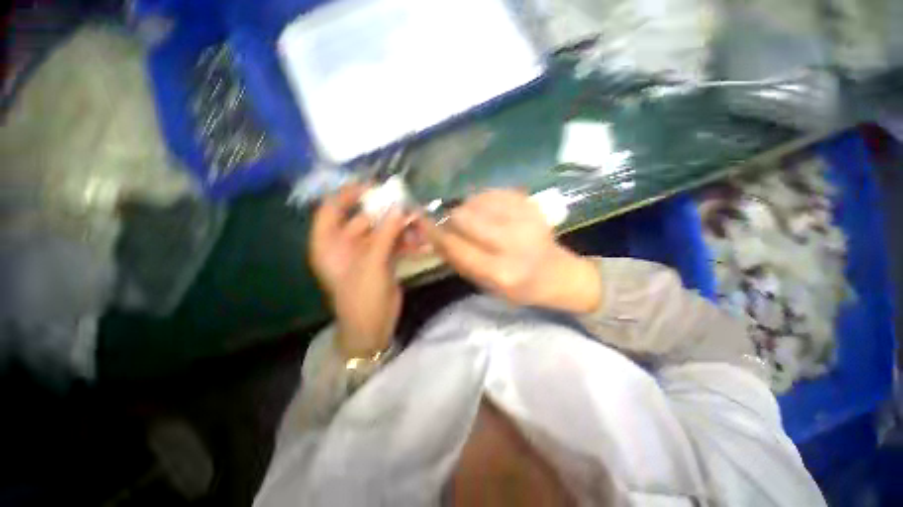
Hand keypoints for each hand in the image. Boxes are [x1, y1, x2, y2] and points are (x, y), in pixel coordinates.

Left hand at [309, 185, 407, 358]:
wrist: (372, 329)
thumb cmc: (362, 298)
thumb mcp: (372, 264)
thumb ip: (385, 234)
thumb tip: (399, 207)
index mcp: (330, 244)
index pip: (331, 208)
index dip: (348, 194)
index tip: (372, 187)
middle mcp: (346, 245)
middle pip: (364, 218)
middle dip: (386, 212)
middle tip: (408, 206)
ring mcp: (366, 252)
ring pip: (383, 231)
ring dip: (401, 228)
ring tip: (420, 225)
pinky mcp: (383, 260)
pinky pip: (394, 244)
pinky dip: (407, 242)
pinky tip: (422, 243)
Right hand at [421, 189, 601, 312]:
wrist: (557, 274)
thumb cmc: (519, 287)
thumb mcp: (486, 285)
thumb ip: (459, 261)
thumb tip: (434, 235)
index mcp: (501, 272)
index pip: (456, 247)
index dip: (434, 232)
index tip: (421, 221)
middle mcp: (513, 243)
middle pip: (464, 216)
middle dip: (451, 217)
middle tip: (452, 222)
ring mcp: (525, 219)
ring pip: (476, 200)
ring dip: (467, 208)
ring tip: (475, 219)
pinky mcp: (531, 205)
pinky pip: (493, 192)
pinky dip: (483, 200)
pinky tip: (488, 211)